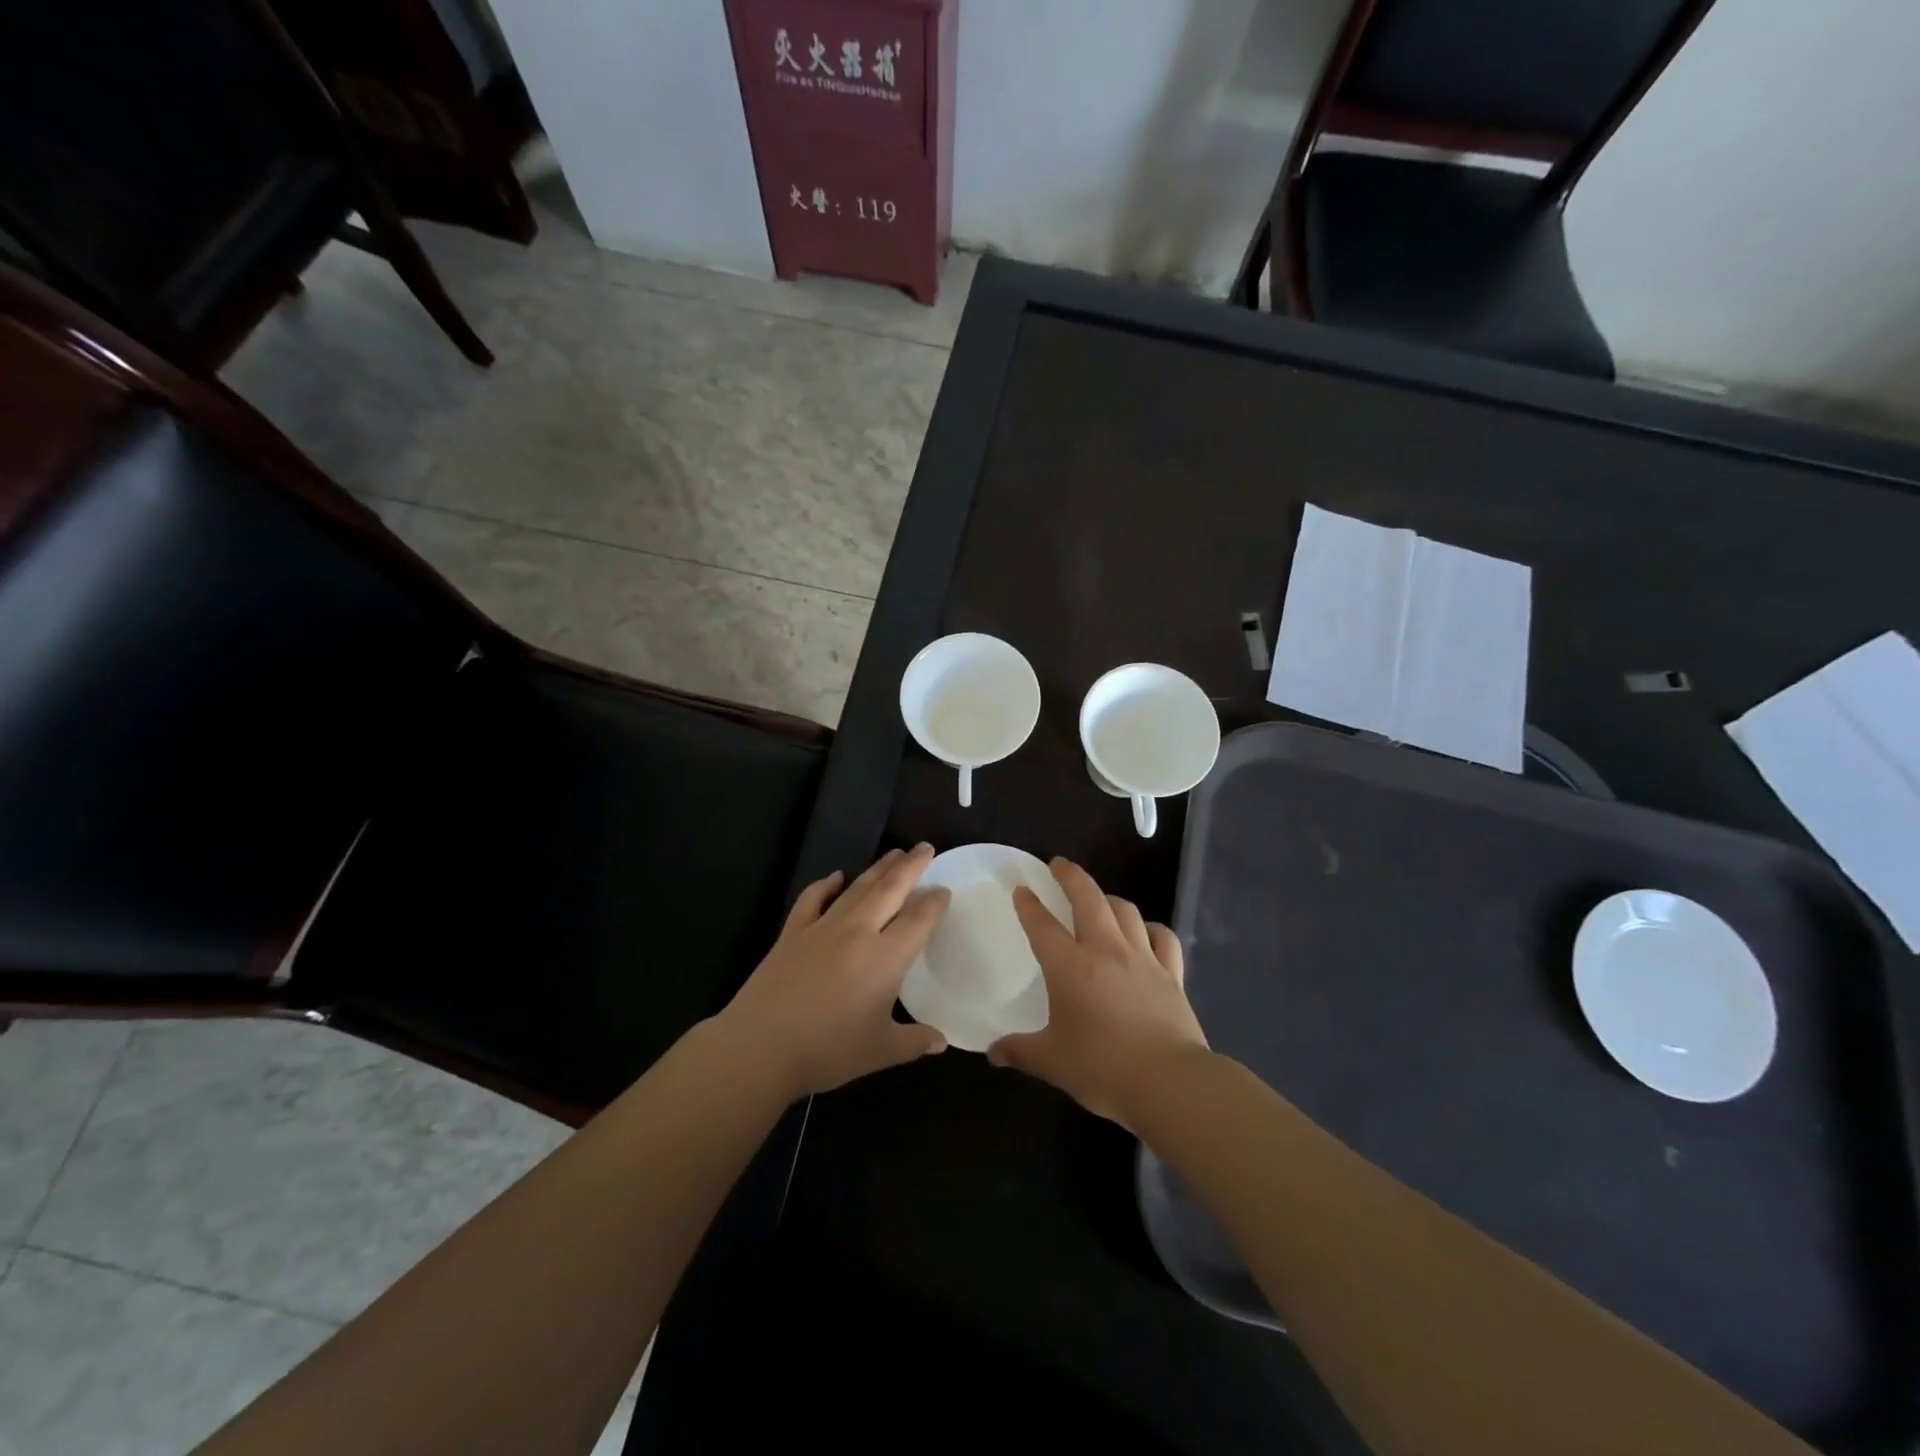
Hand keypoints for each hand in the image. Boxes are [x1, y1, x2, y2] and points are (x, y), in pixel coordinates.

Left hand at [718, 844, 949, 1099]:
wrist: (760, 1045)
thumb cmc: (828, 1050)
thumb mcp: (879, 1051)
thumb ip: (914, 1041)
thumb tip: (941, 1041)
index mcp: (886, 957)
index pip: (918, 919)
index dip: (934, 902)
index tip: (944, 889)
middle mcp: (858, 932)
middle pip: (890, 890)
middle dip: (911, 866)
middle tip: (925, 847)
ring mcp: (823, 927)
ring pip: (857, 888)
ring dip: (878, 868)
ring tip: (894, 853)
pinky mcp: (793, 932)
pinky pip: (812, 899)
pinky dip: (825, 885)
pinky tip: (834, 877)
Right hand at [989, 858, 1208, 1127]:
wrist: (1168, 1082)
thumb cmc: (1102, 1068)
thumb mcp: (1052, 1062)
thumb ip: (1020, 1051)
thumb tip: (993, 1051)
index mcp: (1069, 967)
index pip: (1042, 925)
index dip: (1029, 905)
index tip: (1022, 889)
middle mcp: (1105, 950)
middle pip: (1088, 898)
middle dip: (1071, 876)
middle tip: (1059, 864)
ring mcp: (1143, 958)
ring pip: (1125, 910)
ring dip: (1108, 898)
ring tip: (1099, 898)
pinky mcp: (1171, 973)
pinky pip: (1162, 937)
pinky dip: (1151, 927)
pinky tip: (1145, 930)